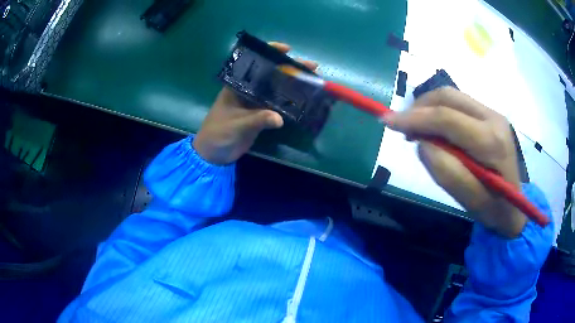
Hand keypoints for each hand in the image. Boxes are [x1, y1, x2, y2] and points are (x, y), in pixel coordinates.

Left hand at [193, 42, 317, 164]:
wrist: (213, 154)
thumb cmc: (218, 133)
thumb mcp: (236, 125)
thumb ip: (257, 120)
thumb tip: (280, 119)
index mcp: (237, 85)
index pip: (255, 62)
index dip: (270, 53)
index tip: (288, 50)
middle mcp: (248, 90)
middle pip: (271, 74)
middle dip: (290, 69)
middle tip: (312, 67)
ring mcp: (255, 102)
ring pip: (277, 89)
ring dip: (293, 85)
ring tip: (313, 81)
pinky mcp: (260, 115)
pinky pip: (277, 106)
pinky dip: (290, 103)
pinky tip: (304, 101)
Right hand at [385, 87, 526, 237]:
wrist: (517, 206)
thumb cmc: (495, 209)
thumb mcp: (470, 202)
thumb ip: (447, 173)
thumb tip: (422, 144)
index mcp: (491, 142)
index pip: (447, 118)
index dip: (414, 117)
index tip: (387, 121)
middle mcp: (493, 118)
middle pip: (447, 97)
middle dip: (419, 107)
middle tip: (402, 128)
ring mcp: (493, 113)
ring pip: (452, 96)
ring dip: (428, 107)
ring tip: (416, 129)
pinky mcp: (490, 115)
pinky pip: (458, 103)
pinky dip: (439, 111)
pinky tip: (435, 129)